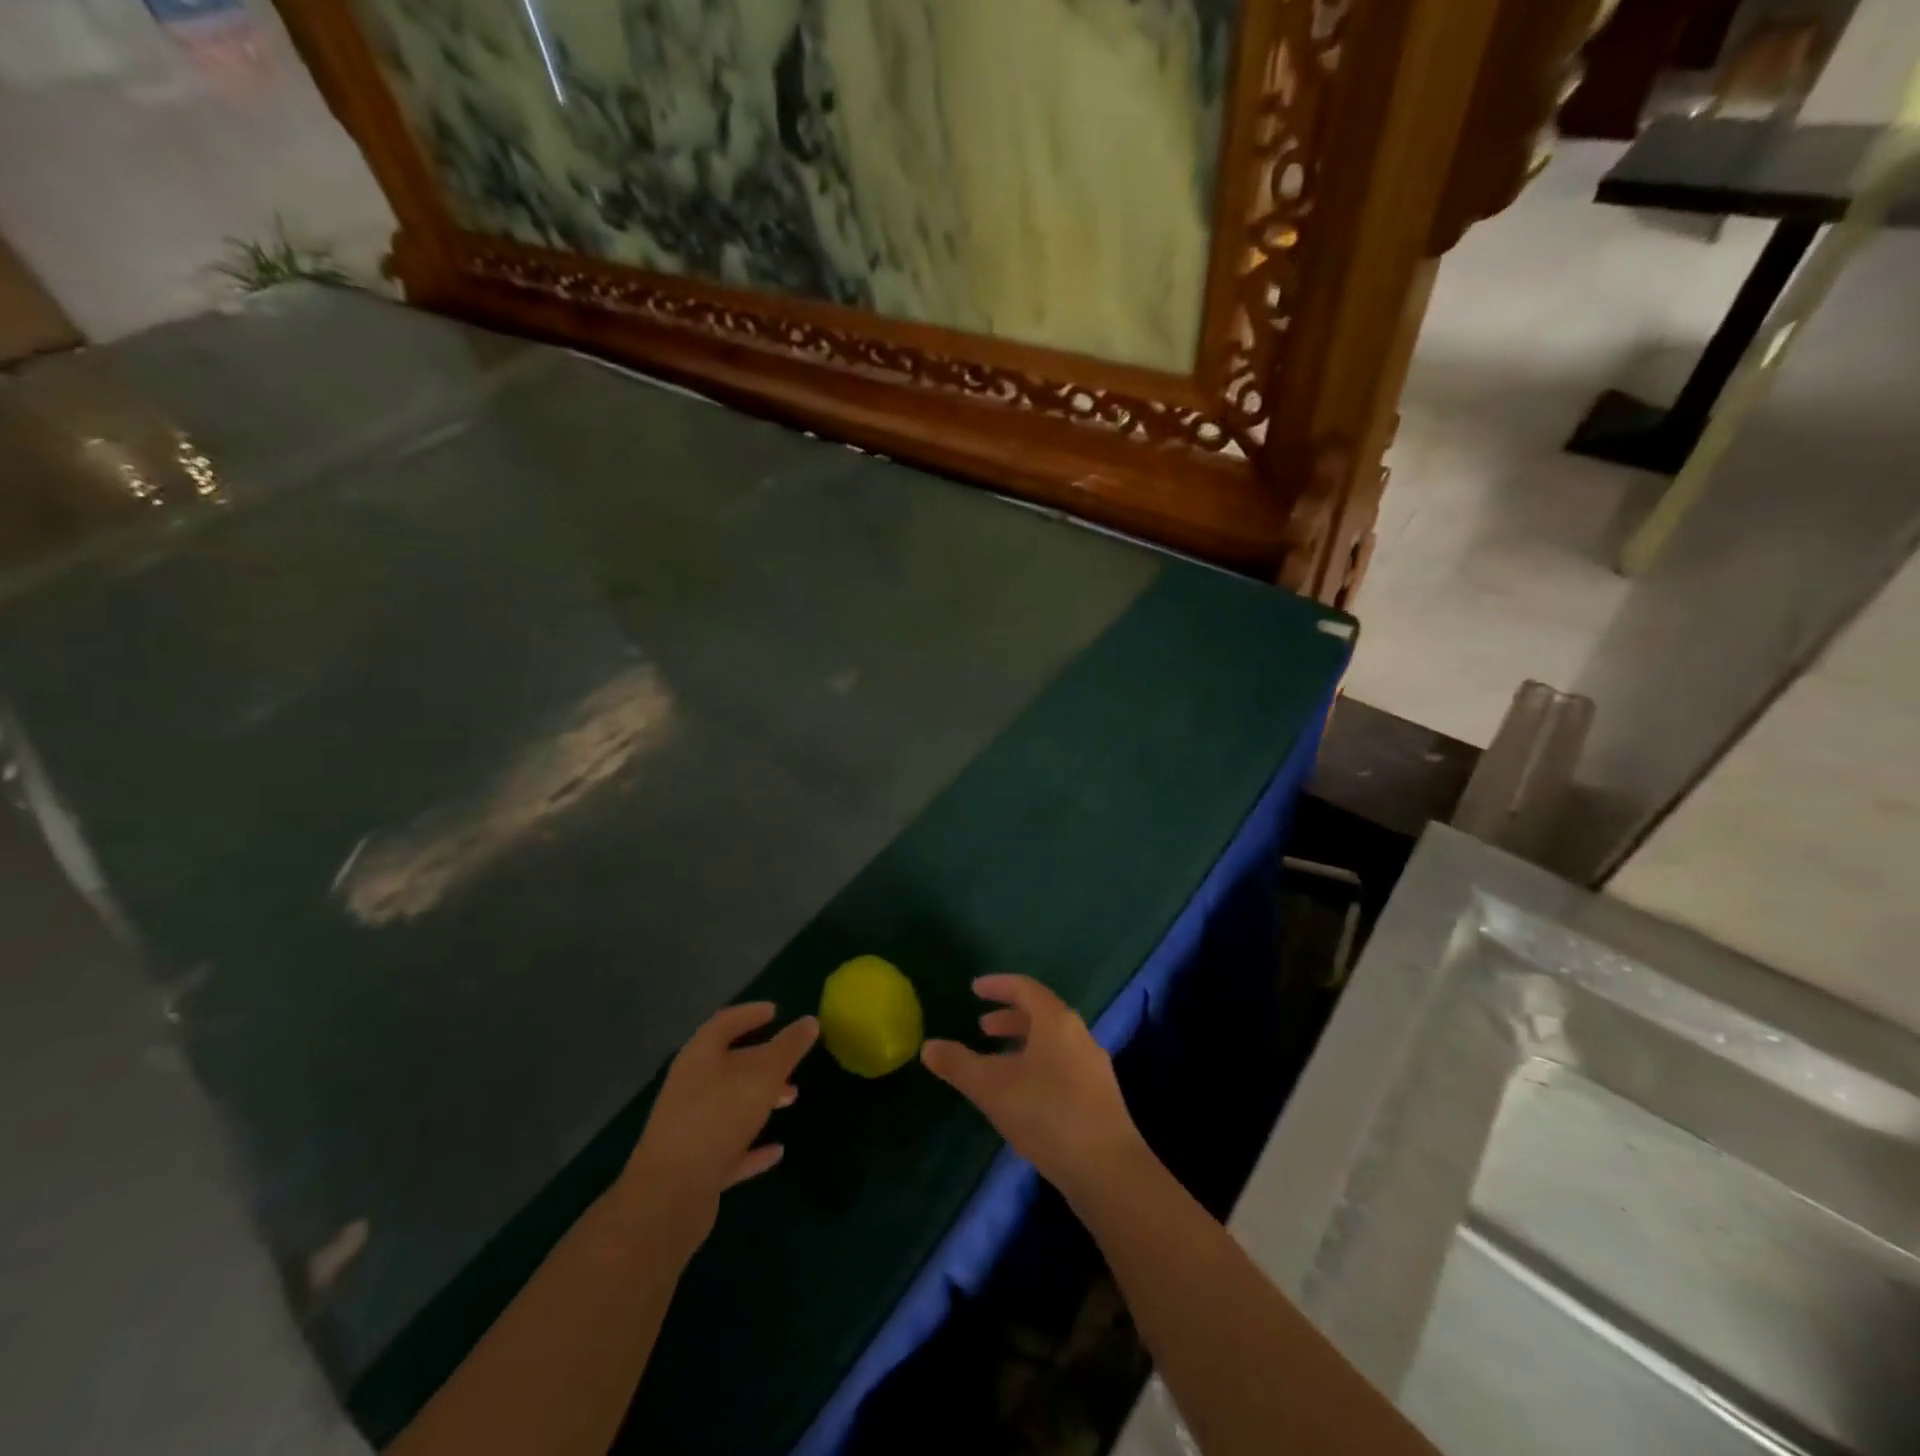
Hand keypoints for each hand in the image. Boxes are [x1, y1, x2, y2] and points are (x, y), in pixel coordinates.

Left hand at [619, 1003, 817, 1253]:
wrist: (668, 1197)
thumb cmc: (718, 1119)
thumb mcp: (763, 1076)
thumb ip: (788, 1048)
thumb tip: (809, 1022)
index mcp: (699, 1057)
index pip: (725, 1023)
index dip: (750, 1013)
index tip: (776, 1011)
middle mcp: (690, 1087)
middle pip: (728, 1064)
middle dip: (762, 1060)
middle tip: (792, 1060)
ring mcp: (690, 1128)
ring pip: (730, 1104)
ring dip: (761, 1099)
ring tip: (792, 1098)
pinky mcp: (694, 1166)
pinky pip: (729, 1148)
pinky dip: (752, 1146)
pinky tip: (777, 1151)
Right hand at [921, 975, 1143, 1205]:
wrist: (1107, 1170)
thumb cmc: (1046, 1114)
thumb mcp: (992, 1087)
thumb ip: (958, 1064)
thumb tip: (928, 1046)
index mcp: (1056, 1021)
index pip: (1025, 988)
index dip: (998, 986)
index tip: (974, 989)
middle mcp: (1079, 1035)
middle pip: (1041, 1013)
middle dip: (1009, 1018)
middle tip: (982, 1027)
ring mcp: (1093, 1066)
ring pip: (1052, 1042)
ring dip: (1023, 1044)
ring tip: (997, 1063)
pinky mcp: (1099, 1096)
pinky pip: (1062, 1064)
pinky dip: (1037, 1065)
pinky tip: (1023, 1095)